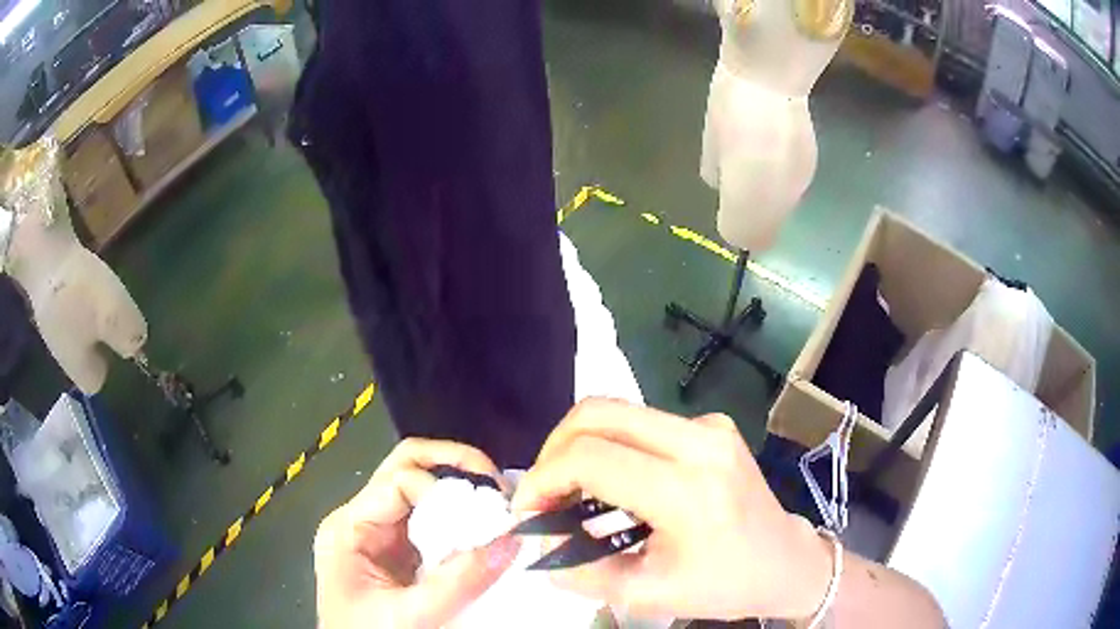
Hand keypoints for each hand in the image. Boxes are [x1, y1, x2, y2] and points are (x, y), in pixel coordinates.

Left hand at [314, 438, 521, 627]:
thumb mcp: (410, 614)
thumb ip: (459, 581)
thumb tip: (509, 541)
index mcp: (349, 528)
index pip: (398, 481)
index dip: (443, 488)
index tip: (485, 513)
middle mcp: (361, 520)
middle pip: (405, 467)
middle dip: (454, 466)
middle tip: (497, 486)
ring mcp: (379, 535)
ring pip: (419, 488)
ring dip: (458, 490)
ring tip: (497, 506)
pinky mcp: (398, 552)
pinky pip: (429, 520)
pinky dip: (458, 518)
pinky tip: (481, 531)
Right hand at [511, 398, 833, 621]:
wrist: (787, 563)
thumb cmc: (724, 586)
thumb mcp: (646, 595)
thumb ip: (580, 571)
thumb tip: (537, 541)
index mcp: (689, 490)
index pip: (592, 458)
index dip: (543, 478)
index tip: (526, 510)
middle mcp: (701, 441)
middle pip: (599, 413)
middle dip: (554, 449)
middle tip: (543, 493)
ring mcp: (710, 426)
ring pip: (618, 412)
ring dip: (581, 446)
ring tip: (571, 492)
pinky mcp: (713, 425)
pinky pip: (642, 423)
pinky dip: (611, 446)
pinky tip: (615, 485)